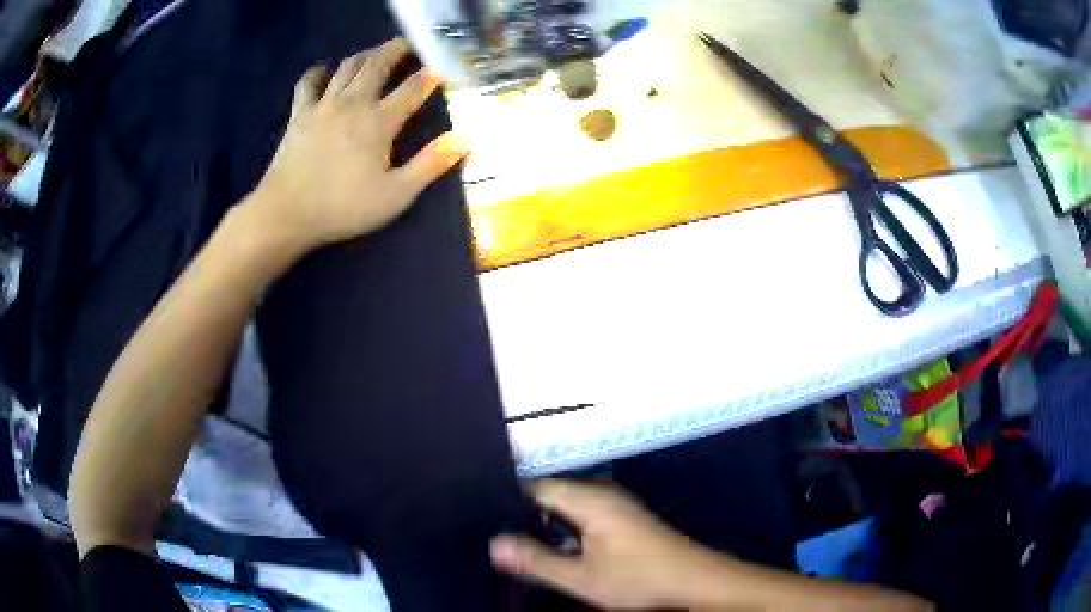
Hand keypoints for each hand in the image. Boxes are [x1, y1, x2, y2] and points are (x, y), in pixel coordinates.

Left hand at [248, 38, 466, 251]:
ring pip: (347, 66)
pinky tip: (324, 70)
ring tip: (375, 53)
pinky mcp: (299, 114)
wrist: (286, 213)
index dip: (431, 75)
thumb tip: (465, 139)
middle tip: (408, 44)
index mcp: (379, 121)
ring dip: (365, 55)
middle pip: (378, 64)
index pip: (413, 88)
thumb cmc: (343, 207)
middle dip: (397, 50)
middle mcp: (353, 102)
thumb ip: (430, 164)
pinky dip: (318, 72)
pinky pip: (308, 83)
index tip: (443, 67)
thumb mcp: (396, 194)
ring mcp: (323, 105)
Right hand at [490, 479, 726, 609]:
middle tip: (495, 535)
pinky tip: (554, 547)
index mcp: (590, 499)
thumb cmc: (638, 578)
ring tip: (516, 542)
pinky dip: (563, 528)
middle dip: (523, 514)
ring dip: (544, 523)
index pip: (536, 486)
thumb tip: (494, 544)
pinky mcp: (622, 518)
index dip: (508, 500)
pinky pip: (582, 513)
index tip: (484, 518)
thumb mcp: (581, 577)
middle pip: (550, 494)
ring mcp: (615, 505)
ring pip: (566, 505)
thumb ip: (537, 561)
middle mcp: (601, 494)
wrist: (692, 581)